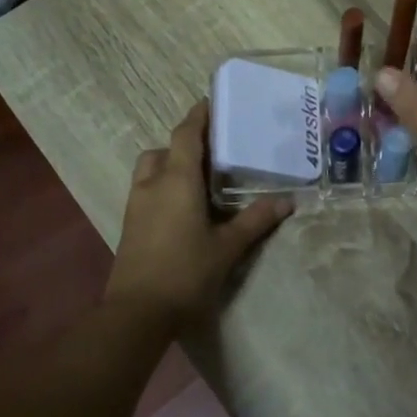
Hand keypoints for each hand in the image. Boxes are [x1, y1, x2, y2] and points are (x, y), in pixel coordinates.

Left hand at [107, 102, 291, 328]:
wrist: (137, 314)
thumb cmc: (185, 273)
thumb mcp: (227, 247)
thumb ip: (255, 220)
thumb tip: (287, 201)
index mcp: (177, 181)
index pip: (185, 135)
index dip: (197, 117)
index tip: (210, 102)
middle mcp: (152, 185)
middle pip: (162, 150)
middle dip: (182, 145)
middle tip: (209, 152)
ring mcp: (135, 206)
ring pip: (149, 171)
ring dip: (168, 166)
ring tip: (196, 181)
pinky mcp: (129, 227)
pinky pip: (145, 192)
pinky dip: (161, 187)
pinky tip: (182, 209)